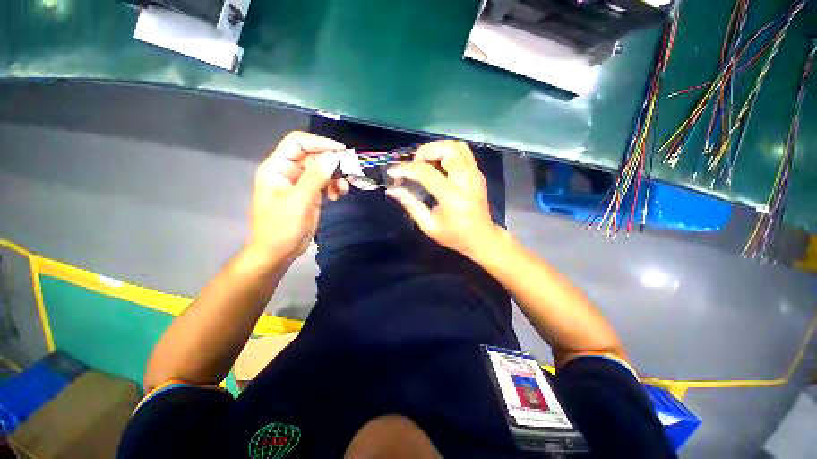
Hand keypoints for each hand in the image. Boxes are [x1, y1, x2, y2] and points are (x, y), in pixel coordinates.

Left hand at [247, 131, 347, 262]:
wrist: (278, 252)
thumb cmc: (282, 228)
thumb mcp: (299, 201)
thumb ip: (315, 177)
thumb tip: (333, 156)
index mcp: (277, 167)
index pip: (298, 143)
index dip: (319, 143)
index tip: (341, 151)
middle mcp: (288, 171)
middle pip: (313, 156)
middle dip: (331, 163)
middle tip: (348, 173)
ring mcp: (300, 183)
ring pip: (322, 169)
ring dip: (335, 177)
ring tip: (342, 189)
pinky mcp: (309, 194)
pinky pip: (325, 182)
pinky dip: (334, 186)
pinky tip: (338, 195)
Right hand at [385, 140, 500, 258]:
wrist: (482, 238)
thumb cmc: (454, 235)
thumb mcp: (428, 225)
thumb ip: (411, 204)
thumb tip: (392, 190)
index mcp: (453, 198)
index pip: (427, 173)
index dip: (406, 169)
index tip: (393, 172)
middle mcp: (467, 181)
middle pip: (447, 150)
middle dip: (425, 152)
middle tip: (414, 165)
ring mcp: (475, 175)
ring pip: (457, 146)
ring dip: (437, 148)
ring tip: (425, 162)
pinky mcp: (478, 173)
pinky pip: (463, 152)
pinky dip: (447, 152)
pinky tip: (439, 165)